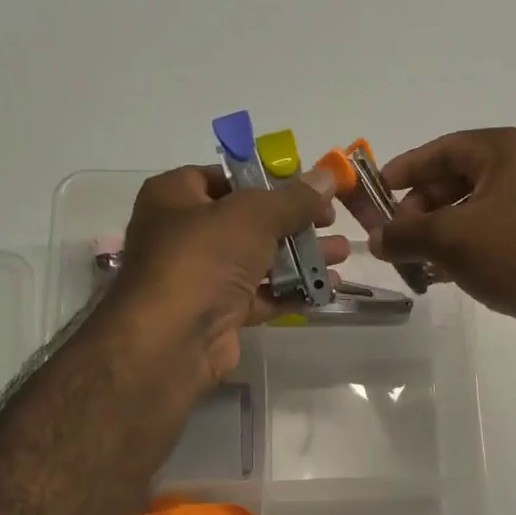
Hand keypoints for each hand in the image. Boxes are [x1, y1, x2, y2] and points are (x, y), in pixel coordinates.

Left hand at [109, 164, 347, 386]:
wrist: (173, 338)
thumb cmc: (204, 258)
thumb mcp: (254, 216)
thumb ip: (293, 198)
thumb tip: (328, 176)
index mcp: (176, 196)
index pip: (225, 177)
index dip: (268, 180)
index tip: (308, 188)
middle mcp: (183, 233)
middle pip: (248, 222)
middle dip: (294, 223)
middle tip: (331, 222)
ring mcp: (201, 277)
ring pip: (258, 261)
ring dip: (300, 258)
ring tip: (341, 256)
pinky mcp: (218, 313)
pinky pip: (260, 296)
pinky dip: (291, 291)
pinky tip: (326, 288)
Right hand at [370, 129, 515, 344]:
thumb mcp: (452, 241)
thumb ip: (406, 235)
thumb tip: (376, 239)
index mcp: (510, 147)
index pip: (444, 148)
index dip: (406, 170)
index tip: (377, 193)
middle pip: (461, 178)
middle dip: (423, 210)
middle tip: (400, 239)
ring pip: (479, 208)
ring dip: (444, 233)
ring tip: (420, 263)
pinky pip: (500, 229)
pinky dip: (471, 246)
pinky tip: (450, 274)